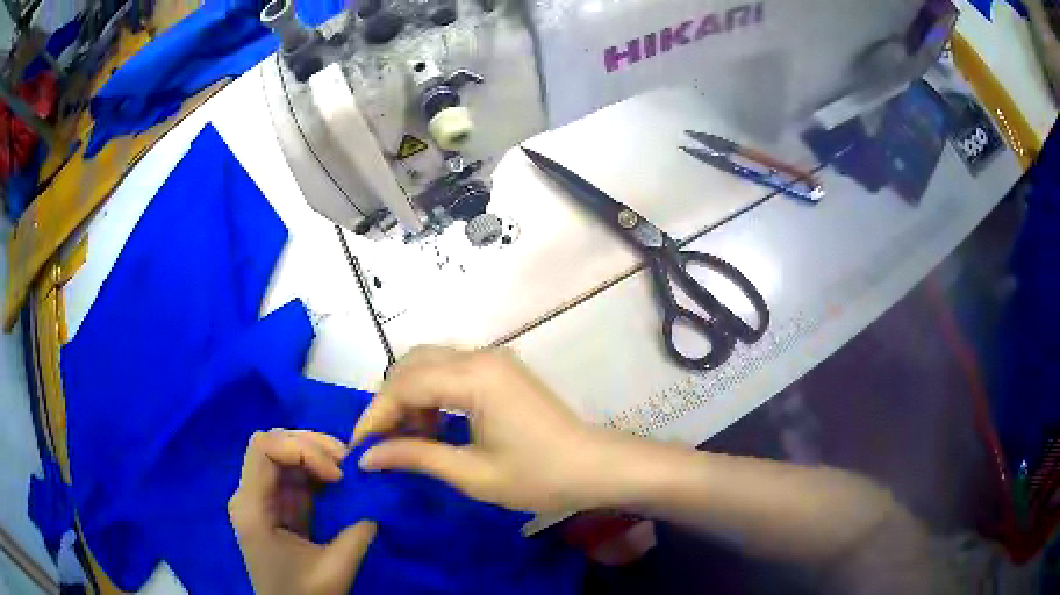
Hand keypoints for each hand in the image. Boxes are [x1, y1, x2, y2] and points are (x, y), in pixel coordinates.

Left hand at [229, 430, 375, 594]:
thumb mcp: (334, 571)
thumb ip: (356, 537)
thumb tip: (375, 507)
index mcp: (252, 507)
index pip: (264, 448)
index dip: (301, 448)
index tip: (336, 474)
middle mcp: (249, 494)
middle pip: (272, 443)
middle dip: (310, 445)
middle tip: (346, 462)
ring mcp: (261, 498)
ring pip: (282, 453)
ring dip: (315, 454)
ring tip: (345, 469)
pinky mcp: (275, 506)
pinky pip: (292, 474)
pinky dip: (316, 470)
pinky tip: (337, 481)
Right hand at [352, 346, 612, 513]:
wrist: (595, 467)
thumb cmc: (538, 476)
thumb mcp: (472, 474)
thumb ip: (415, 457)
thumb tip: (366, 457)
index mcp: (474, 377)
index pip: (404, 385)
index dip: (375, 415)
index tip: (358, 447)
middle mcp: (480, 355)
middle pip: (412, 364)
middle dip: (389, 401)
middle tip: (383, 443)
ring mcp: (493, 359)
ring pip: (429, 363)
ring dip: (409, 396)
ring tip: (409, 438)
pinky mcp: (500, 369)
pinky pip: (450, 371)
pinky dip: (432, 393)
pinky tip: (434, 427)